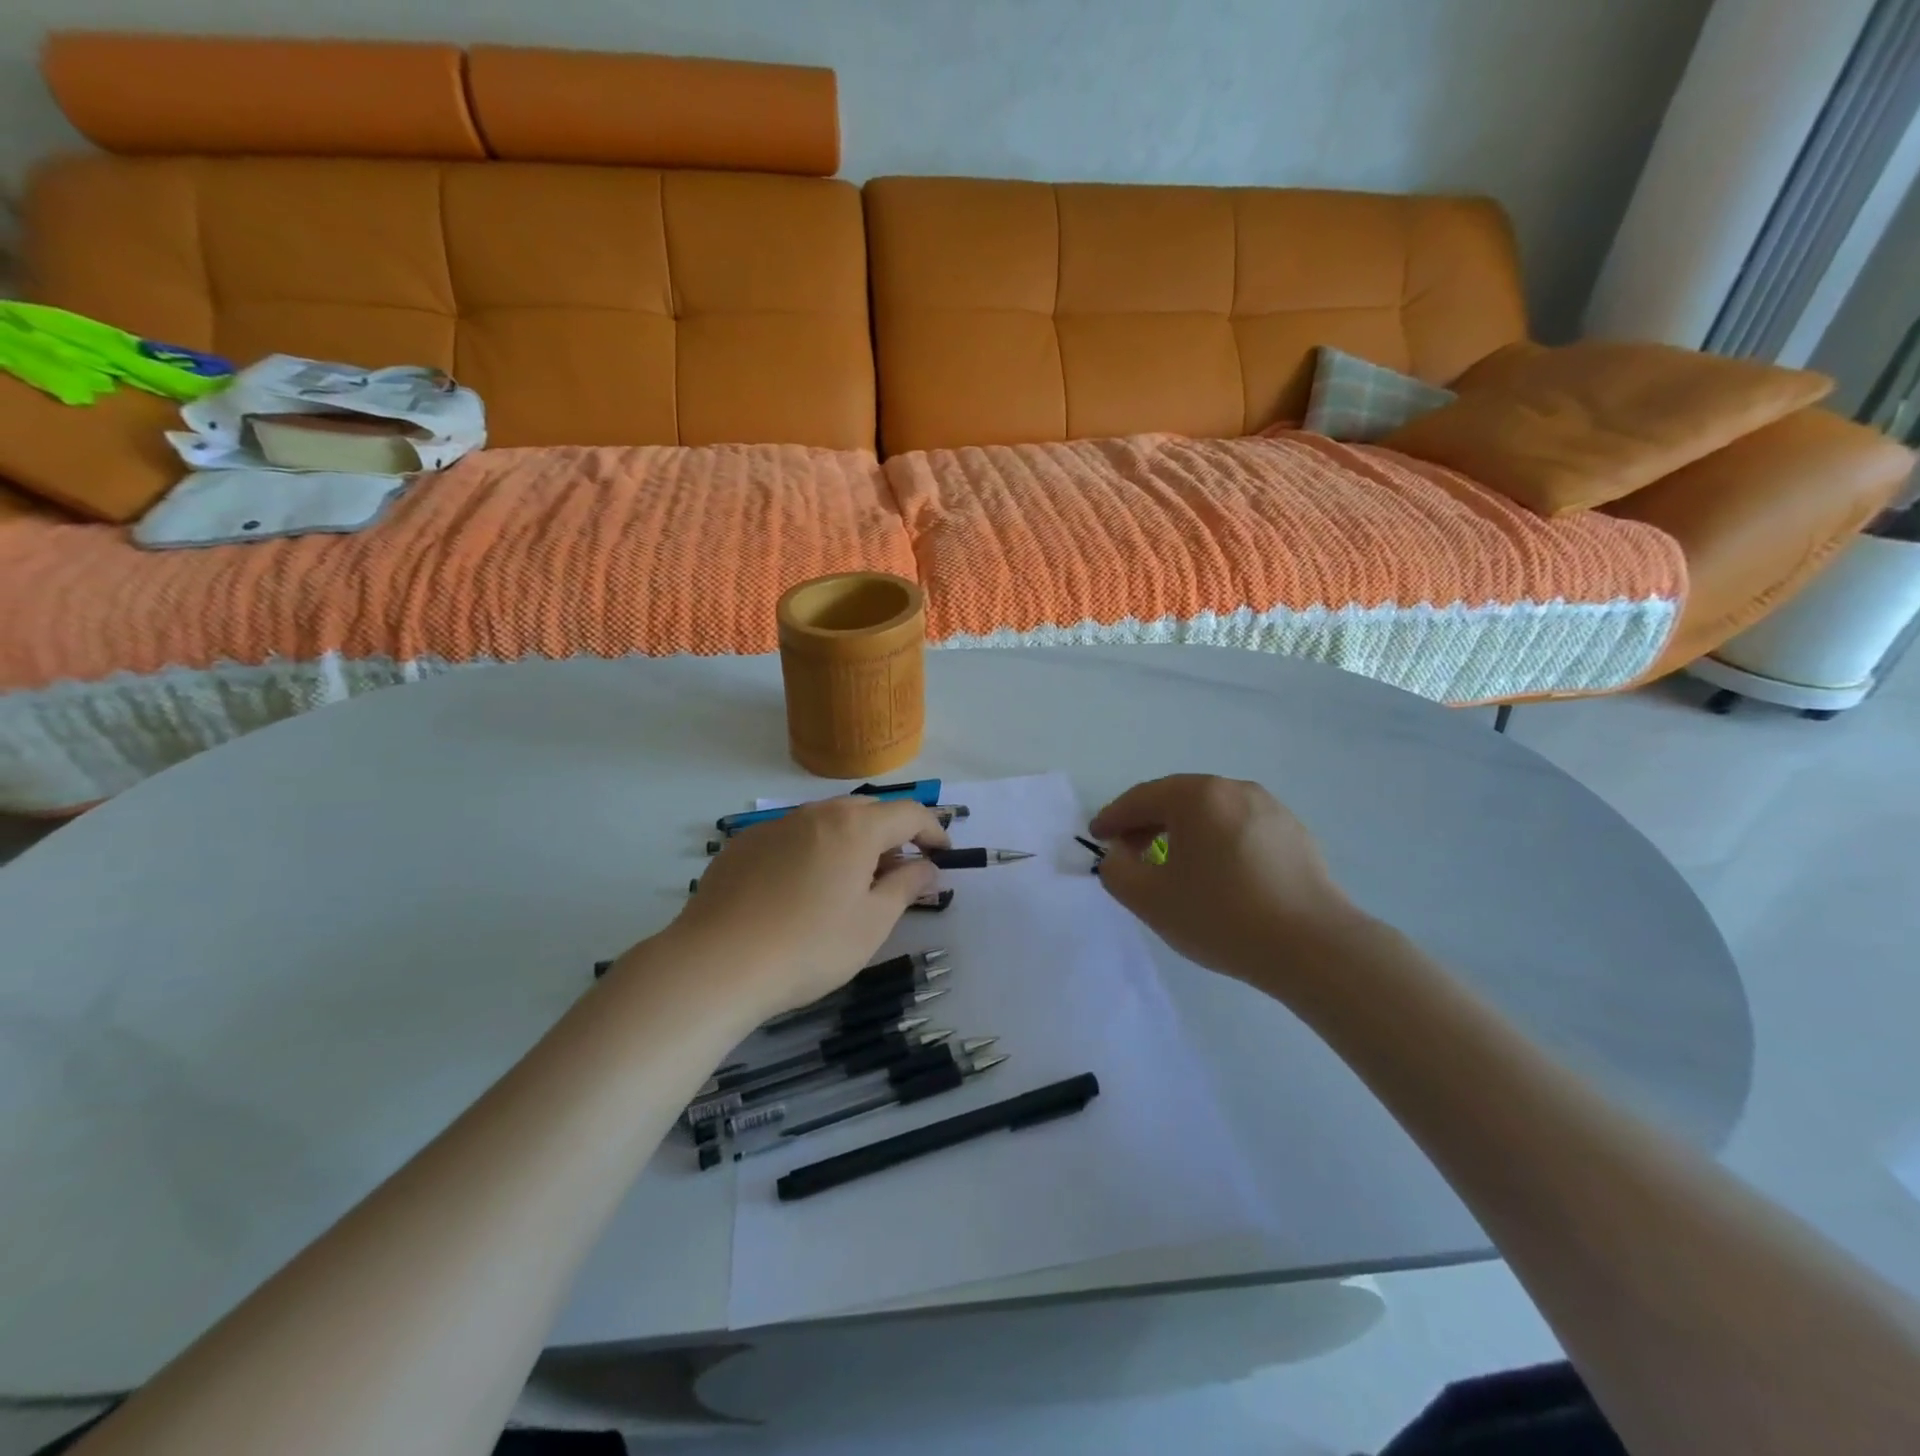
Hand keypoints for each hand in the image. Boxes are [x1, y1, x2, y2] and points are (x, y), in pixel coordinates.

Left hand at [661, 797, 950, 1018]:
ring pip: (826, 823)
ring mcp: (774, 827)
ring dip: (850, 843)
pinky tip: (800, 892)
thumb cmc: (810, 946)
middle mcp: (816, 814)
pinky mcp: (743, 846)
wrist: (715, 964)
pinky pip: (792, 838)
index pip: (909, 813)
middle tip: (898, 873)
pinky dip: (812, 853)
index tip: (943, 856)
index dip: (933, 831)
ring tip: (850, 884)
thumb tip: (926, 866)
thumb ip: (906, 886)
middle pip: (866, 812)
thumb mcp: (872, 923)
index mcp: (855, 827)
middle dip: (891, 836)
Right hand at [1089, 775, 1363, 988]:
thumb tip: (1119, 854)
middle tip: (1129, 851)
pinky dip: (1216, 841)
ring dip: (1182, 832)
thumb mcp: (1149, 900)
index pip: (1141, 798)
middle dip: (1146, 822)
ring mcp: (1270, 808)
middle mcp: (1234, 789)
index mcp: (1197, 795)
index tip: (1097, 837)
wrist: (1314, 947)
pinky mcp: (1294, 833)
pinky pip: (1239, 827)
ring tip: (1172, 864)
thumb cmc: (1222, 916)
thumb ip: (1117, 870)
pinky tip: (1217, 874)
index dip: (1112, 817)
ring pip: (1210, 812)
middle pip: (1176, 799)